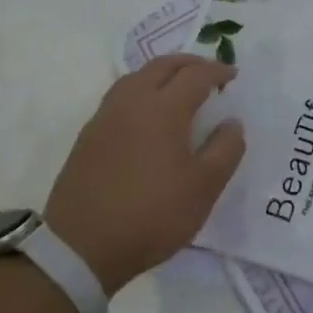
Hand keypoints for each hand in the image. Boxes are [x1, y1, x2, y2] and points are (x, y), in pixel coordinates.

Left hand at [45, 55, 244, 293]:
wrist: (79, 249)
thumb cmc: (151, 215)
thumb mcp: (203, 188)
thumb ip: (225, 150)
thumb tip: (232, 123)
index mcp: (164, 109)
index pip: (196, 75)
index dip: (218, 71)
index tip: (233, 76)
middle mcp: (132, 102)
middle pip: (162, 66)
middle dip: (189, 63)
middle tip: (208, 73)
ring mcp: (105, 117)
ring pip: (136, 77)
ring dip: (161, 73)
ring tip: (177, 88)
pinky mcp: (88, 137)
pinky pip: (119, 97)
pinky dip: (141, 91)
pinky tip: (146, 114)